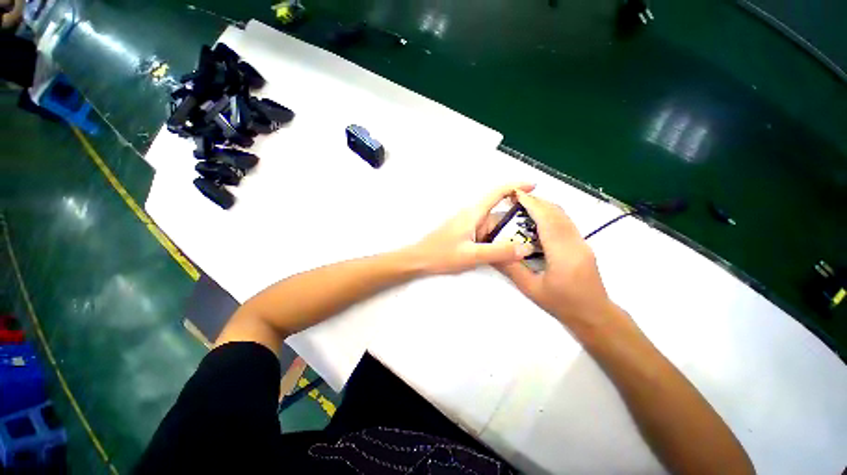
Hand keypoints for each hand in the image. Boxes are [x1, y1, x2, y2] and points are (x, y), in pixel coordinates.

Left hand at [405, 184, 537, 274]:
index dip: (516, 186)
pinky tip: (508, 250)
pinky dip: (500, 239)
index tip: (534, 186)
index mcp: (473, 214)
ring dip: (510, 232)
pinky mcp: (467, 235)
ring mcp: (470, 226)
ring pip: (495, 226)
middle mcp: (473, 216)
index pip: (497, 193)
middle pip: (500, 213)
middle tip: (541, 230)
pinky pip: (488, 234)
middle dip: (519, 219)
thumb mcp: (471, 255)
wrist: (419, 260)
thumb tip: (526, 248)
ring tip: (530, 242)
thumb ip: (498, 252)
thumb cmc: (441, 254)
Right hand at [496, 190, 617, 330]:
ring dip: (545, 206)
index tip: (517, 195)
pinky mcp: (583, 244)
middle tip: (516, 198)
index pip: (547, 220)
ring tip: (525, 206)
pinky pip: (566, 222)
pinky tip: (539, 220)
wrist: (595, 315)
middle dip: (537, 201)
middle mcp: (576, 243)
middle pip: (557, 213)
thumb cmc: (563, 304)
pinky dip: (552, 214)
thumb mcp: (531, 288)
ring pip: (564, 216)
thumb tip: (494, 253)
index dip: (532, 205)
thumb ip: (512, 268)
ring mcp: (582, 243)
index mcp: (563, 254)